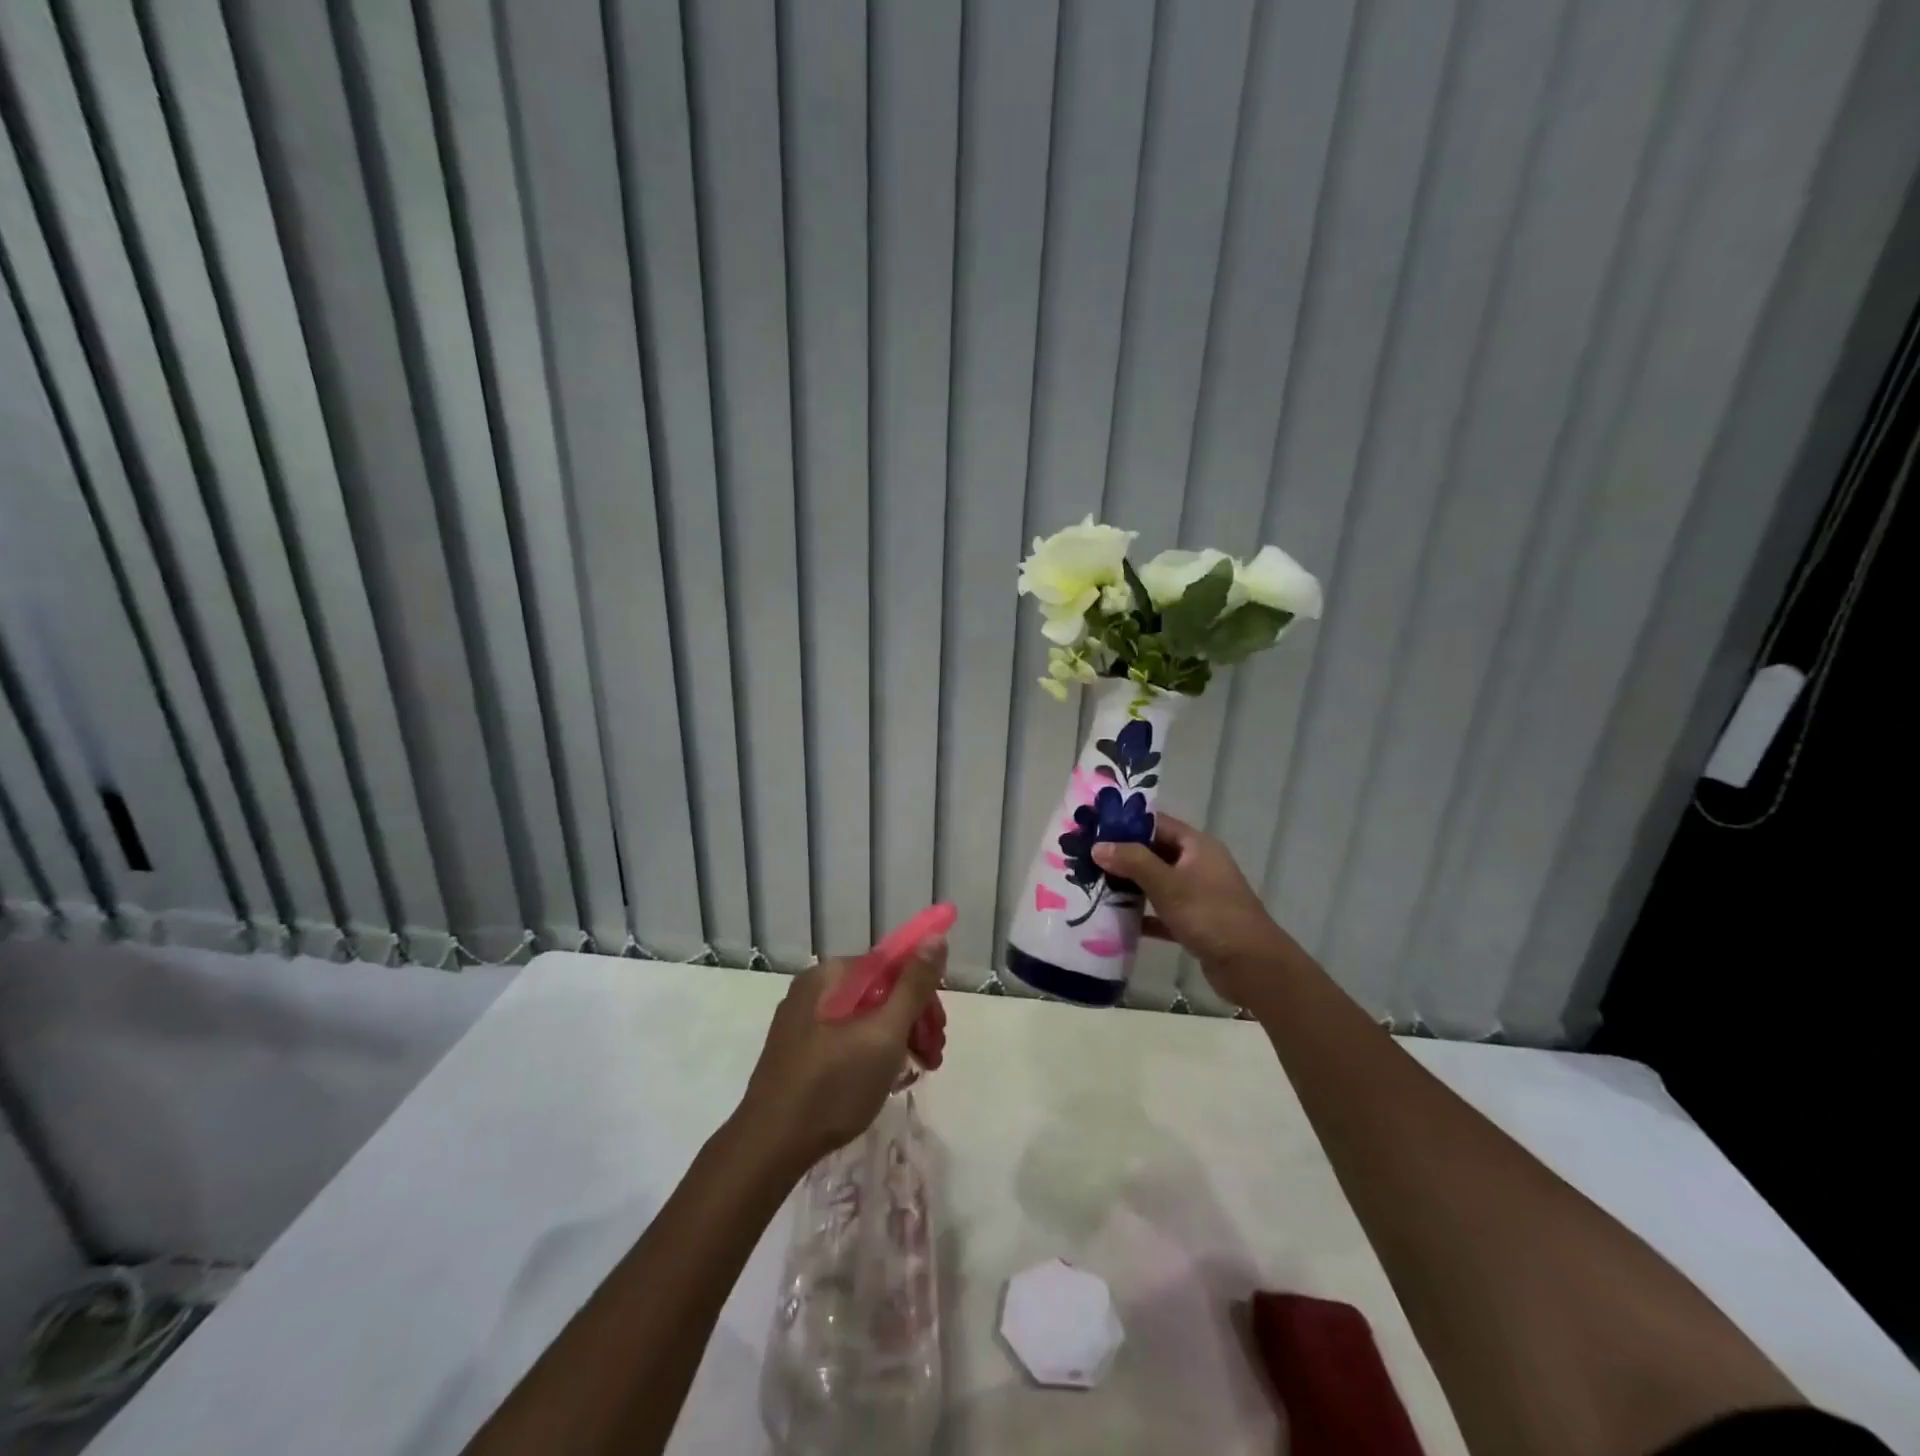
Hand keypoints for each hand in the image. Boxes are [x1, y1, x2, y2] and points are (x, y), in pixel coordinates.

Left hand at [737, 936, 947, 1165]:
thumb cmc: (834, 1085)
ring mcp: (803, 1022)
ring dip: (897, 1039)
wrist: (770, 1147)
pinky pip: (846, 1038)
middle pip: (879, 992)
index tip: (939, 1030)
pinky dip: (871, 1053)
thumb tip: (936, 937)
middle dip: (913, 1020)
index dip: (923, 994)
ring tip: (915, 1072)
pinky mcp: (798, 1052)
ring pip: (865, 1018)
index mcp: (831, 975)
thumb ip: (914, 986)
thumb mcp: (885, 1033)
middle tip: (932, 1057)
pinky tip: (884, 1080)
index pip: (892, 966)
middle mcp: (814, 989)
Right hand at [1092, 814, 1299, 1009]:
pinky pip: (1162, 912)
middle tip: (1086, 860)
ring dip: (1130, 886)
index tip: (1094, 830)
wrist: (1251, 966)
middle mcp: (1199, 865)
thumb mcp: (1168, 884)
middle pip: (1155, 853)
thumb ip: (1133, 862)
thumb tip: (1098, 846)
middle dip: (1123, 857)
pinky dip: (1143, 915)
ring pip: (1157, 883)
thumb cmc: (1209, 915)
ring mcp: (1198, 894)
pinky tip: (1115, 921)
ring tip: (1093, 886)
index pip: (1157, 824)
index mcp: (1197, 846)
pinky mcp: (1195, 922)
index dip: (1126, 825)